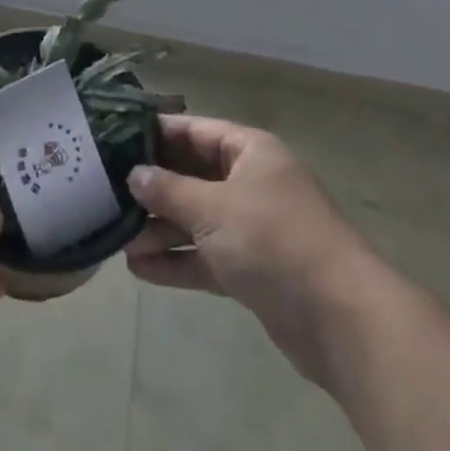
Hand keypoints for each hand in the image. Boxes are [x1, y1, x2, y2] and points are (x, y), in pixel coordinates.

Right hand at [126, 115, 378, 384]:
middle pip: (192, 176)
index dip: (155, 134)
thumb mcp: (213, 208)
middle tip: (108, 194)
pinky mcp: (253, 269)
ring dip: (160, 229)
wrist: (341, 319)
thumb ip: (168, 190)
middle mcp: (251, 182)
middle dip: (153, 189)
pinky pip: (206, 256)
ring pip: (196, 219)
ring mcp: (253, 227)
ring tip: (119, 240)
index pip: (194, 131)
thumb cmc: (273, 240)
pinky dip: (177, 261)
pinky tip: (140, 270)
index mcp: (249, 151)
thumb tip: (134, 175)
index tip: (114, 138)